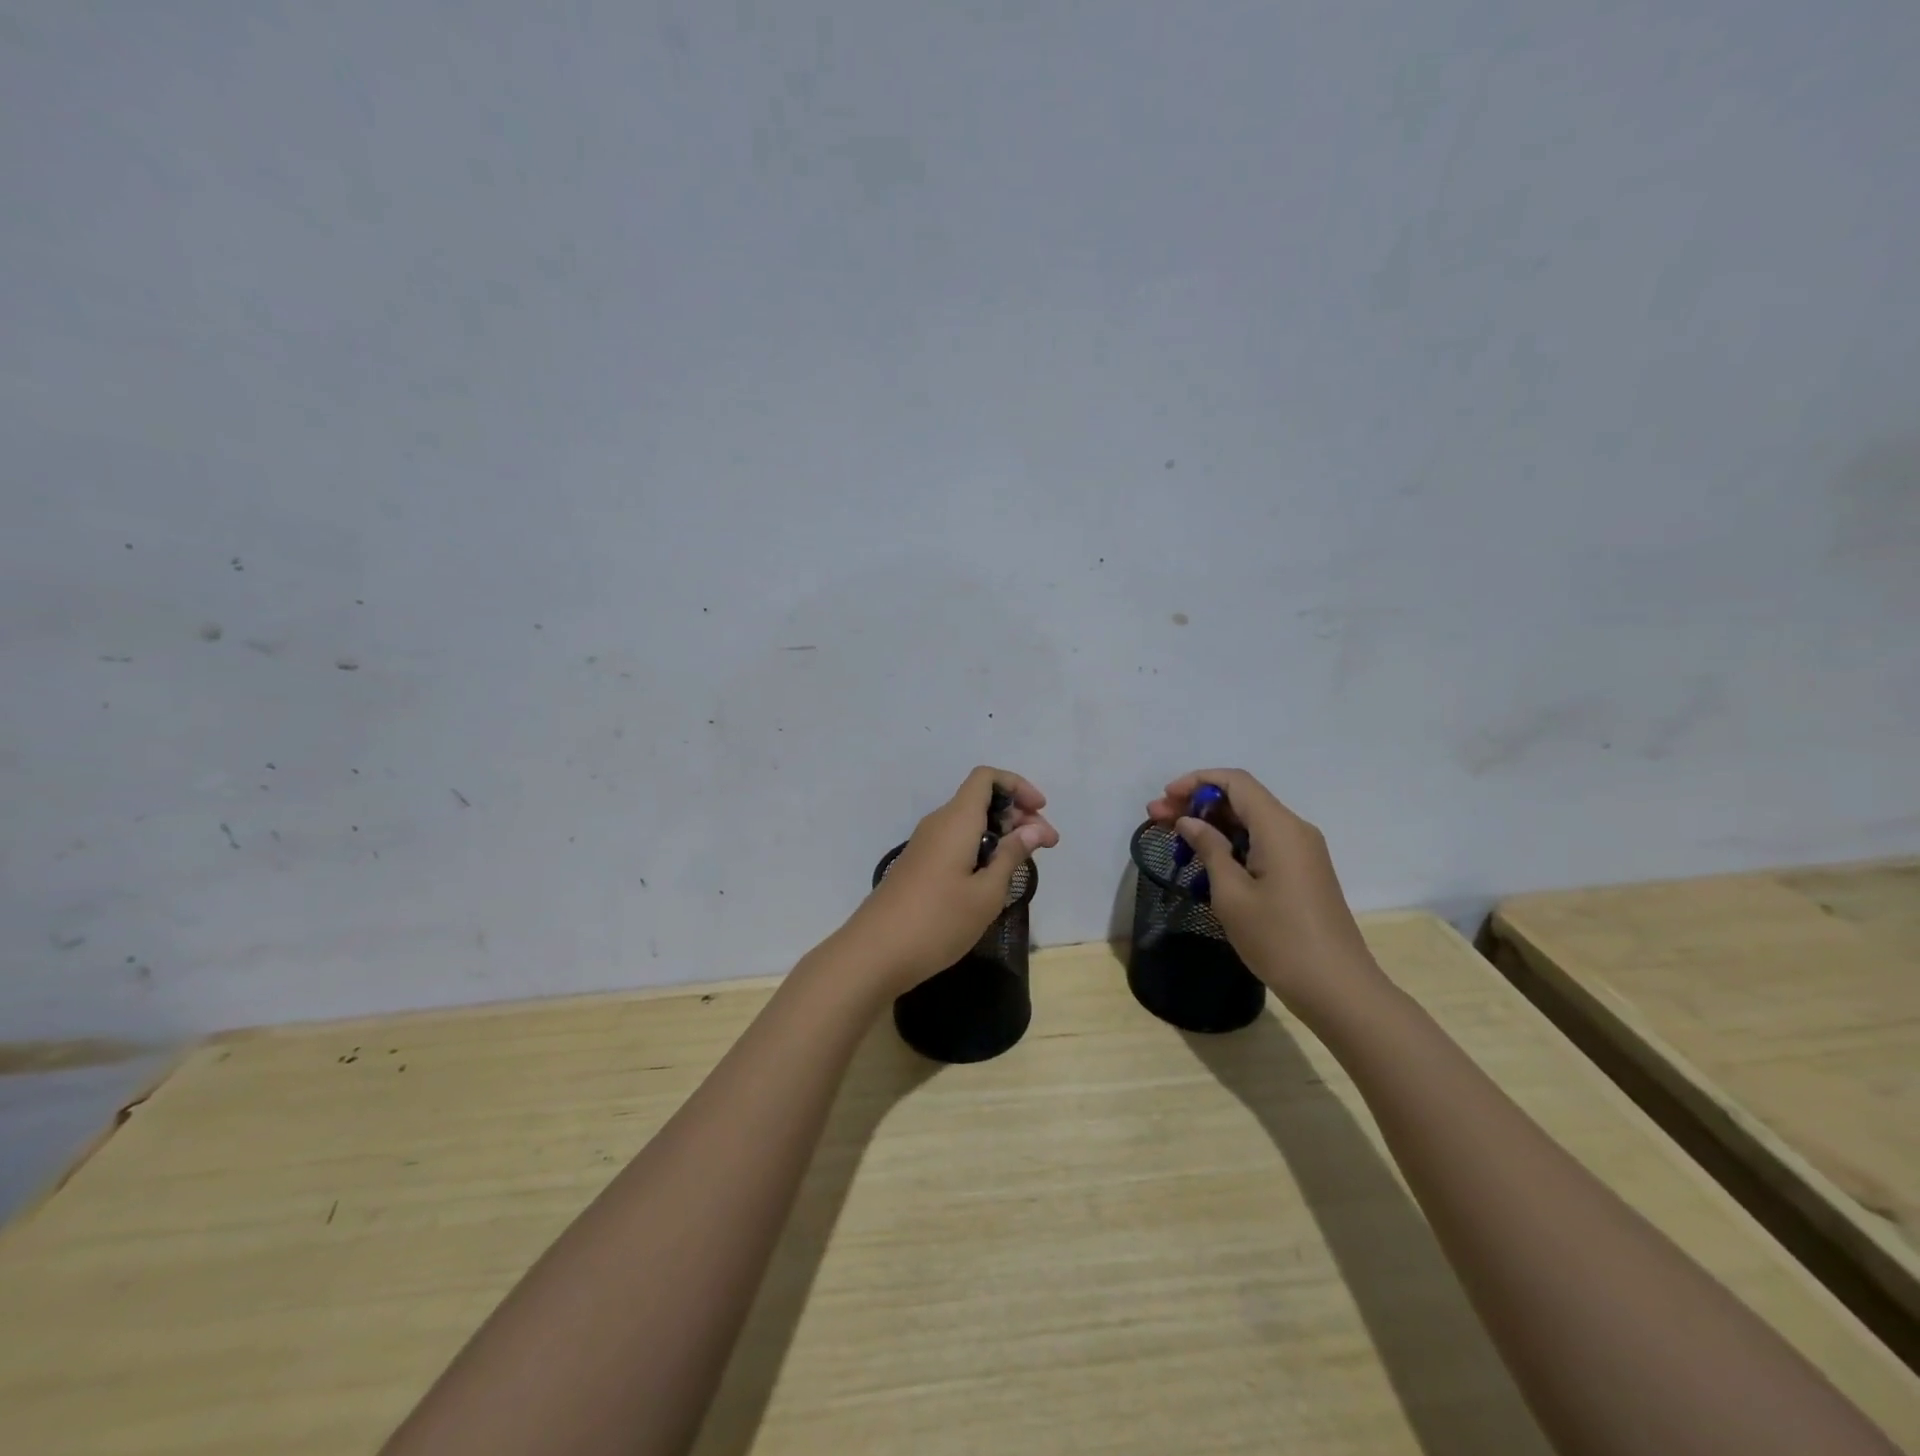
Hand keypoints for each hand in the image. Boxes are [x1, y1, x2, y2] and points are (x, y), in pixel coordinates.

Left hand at [833, 767, 1058, 995]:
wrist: (874, 953)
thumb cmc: (938, 921)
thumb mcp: (986, 893)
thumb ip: (1011, 856)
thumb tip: (1034, 829)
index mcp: (956, 820)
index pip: (986, 778)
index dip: (1017, 786)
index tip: (1041, 812)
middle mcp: (939, 823)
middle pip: (981, 799)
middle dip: (1017, 814)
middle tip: (1046, 845)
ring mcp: (925, 844)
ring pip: (969, 822)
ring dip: (1001, 833)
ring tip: (1025, 862)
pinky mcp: (919, 865)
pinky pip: (956, 841)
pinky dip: (981, 848)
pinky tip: (994, 876)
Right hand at [1146, 769, 1381, 1017]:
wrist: (1337, 989)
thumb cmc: (1279, 940)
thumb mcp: (1231, 894)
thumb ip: (1209, 849)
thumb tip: (1190, 822)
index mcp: (1279, 827)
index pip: (1235, 782)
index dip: (1196, 781)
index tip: (1164, 799)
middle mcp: (1294, 829)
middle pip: (1241, 799)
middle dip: (1197, 803)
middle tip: (1156, 819)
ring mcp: (1302, 851)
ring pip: (1250, 821)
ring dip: (1211, 823)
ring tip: (1173, 837)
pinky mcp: (1302, 872)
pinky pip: (1262, 842)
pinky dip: (1231, 842)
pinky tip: (1205, 859)